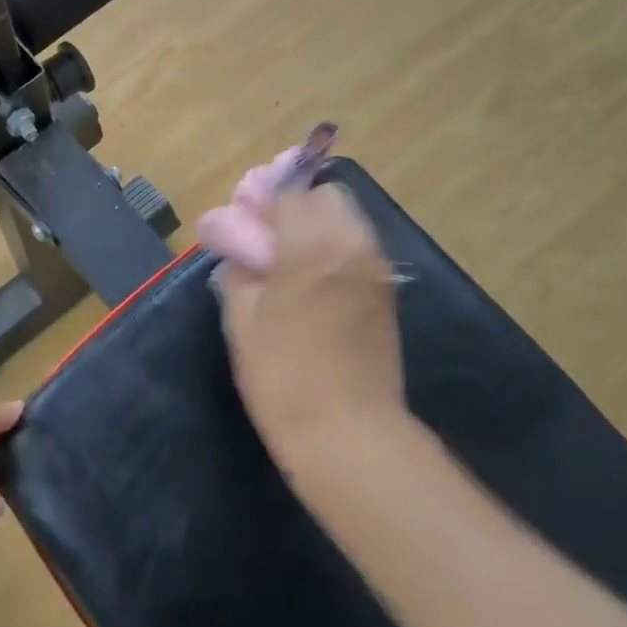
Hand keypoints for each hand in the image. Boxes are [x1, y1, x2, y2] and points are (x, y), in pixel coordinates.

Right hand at [211, 183, 407, 465]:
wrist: (347, 433)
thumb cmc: (282, 377)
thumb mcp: (241, 322)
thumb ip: (239, 273)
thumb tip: (243, 255)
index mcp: (312, 246)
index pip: (289, 193)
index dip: (263, 200)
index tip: (243, 218)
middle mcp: (352, 245)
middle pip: (327, 197)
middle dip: (296, 207)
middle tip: (268, 240)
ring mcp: (376, 269)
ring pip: (347, 221)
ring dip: (318, 228)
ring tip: (290, 264)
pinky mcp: (387, 294)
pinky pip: (358, 251)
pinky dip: (335, 252)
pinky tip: (313, 286)